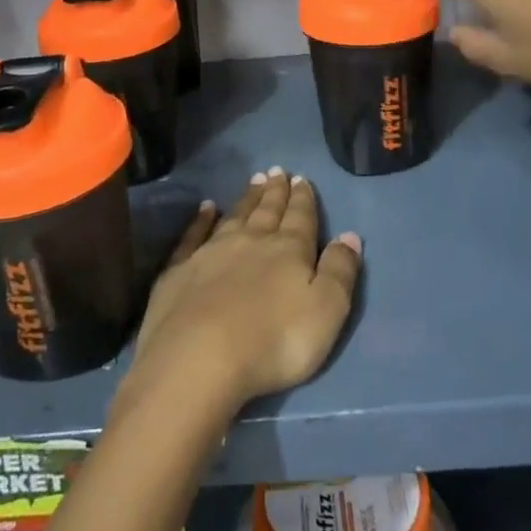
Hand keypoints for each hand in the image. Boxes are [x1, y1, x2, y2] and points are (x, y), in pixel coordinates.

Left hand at [125, 169, 360, 412]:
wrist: (198, 359)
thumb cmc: (274, 341)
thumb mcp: (325, 311)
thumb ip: (339, 271)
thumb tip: (350, 235)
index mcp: (289, 250)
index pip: (300, 218)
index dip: (303, 199)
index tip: (302, 178)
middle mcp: (251, 241)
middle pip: (267, 211)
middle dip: (275, 192)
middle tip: (277, 172)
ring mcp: (211, 252)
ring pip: (235, 216)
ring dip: (247, 199)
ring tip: (255, 181)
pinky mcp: (180, 270)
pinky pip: (194, 235)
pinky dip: (201, 220)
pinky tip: (206, 208)